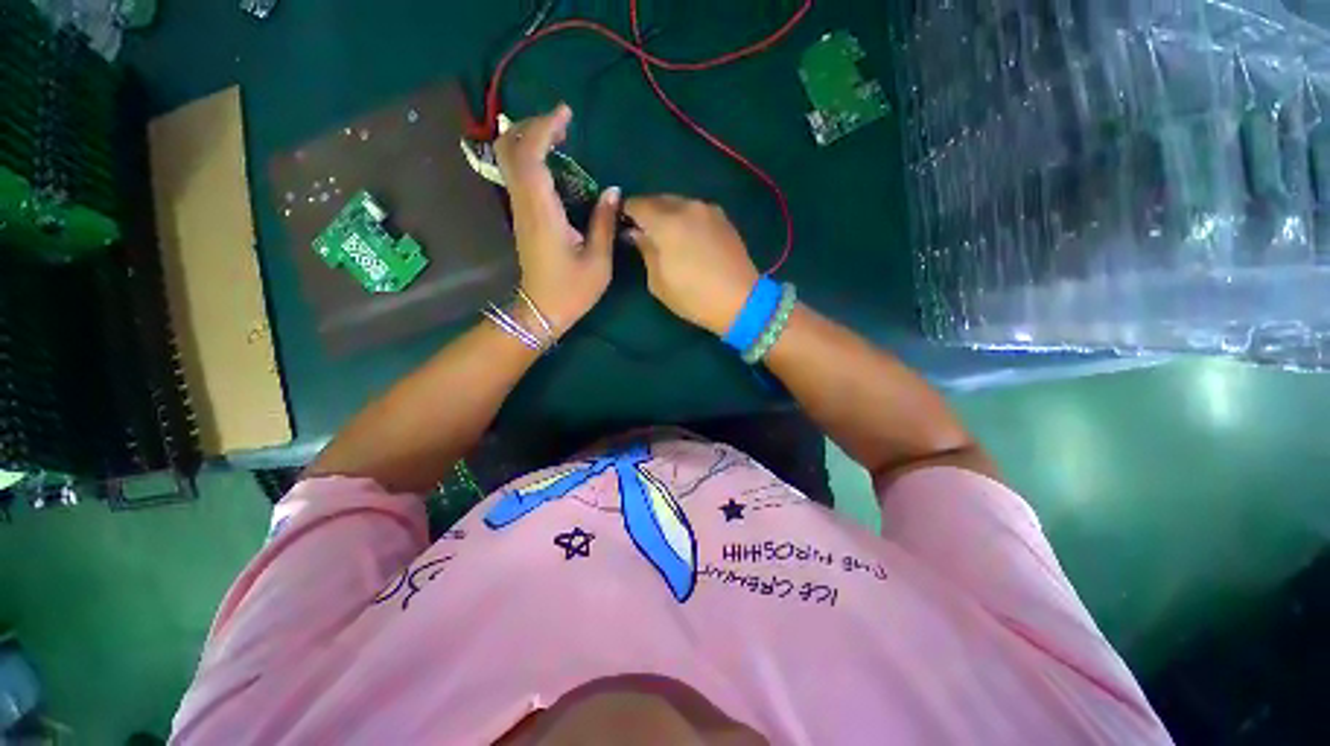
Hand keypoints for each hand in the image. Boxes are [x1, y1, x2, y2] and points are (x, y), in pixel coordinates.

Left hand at [495, 104, 619, 333]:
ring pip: (509, 160)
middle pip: (510, 150)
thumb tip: (614, 191)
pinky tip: (553, 159)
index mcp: (542, 213)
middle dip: (532, 126)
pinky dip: (530, 155)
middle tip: (562, 121)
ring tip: (559, 133)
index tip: (566, 114)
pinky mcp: (523, 217)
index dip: (543, 128)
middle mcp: (524, 205)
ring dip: (529, 138)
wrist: (541, 311)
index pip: (530, 156)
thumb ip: (605, 223)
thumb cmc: (572, 291)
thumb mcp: (598, 262)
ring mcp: (520, 210)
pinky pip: (518, 174)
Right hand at [624, 195, 760, 335]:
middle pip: (658, 200)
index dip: (626, 212)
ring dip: (668, 215)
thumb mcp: (658, 281)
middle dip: (647, 212)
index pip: (637, 204)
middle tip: (644, 233)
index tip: (623, 225)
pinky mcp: (723, 218)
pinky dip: (686, 219)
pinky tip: (689, 239)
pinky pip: (696, 211)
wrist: (741, 301)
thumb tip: (636, 233)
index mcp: (666, 222)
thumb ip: (645, 250)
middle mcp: (687, 207)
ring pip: (679, 203)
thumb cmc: (693, 297)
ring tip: (668, 237)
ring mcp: (708, 210)